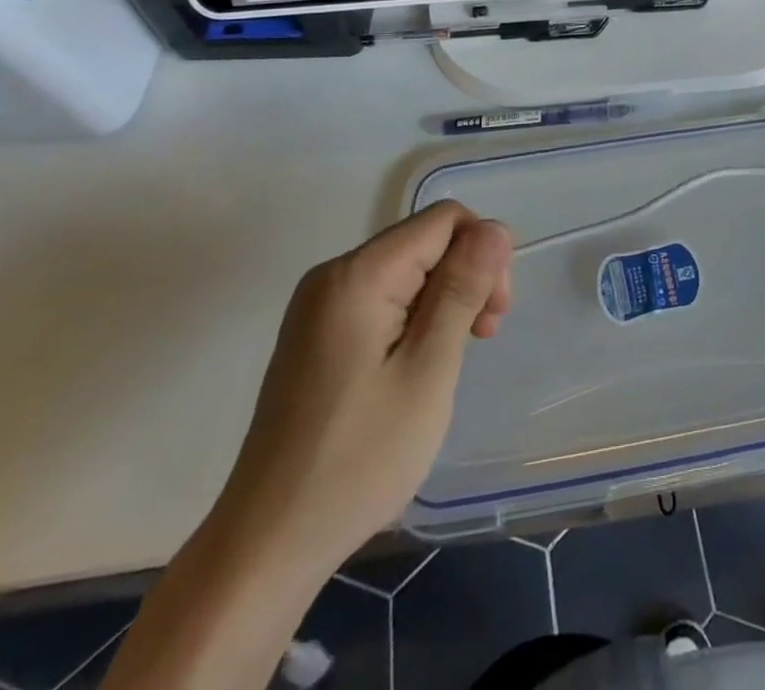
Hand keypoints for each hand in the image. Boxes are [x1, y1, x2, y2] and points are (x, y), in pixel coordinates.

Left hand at [209, 201, 512, 575]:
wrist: (268, 545)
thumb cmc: (359, 458)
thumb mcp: (428, 369)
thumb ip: (462, 289)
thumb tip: (496, 227)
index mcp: (358, 274)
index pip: (446, 219)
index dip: (483, 254)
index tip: (491, 317)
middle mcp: (333, 275)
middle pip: (426, 241)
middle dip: (466, 277)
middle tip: (482, 338)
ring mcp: (319, 305)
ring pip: (408, 270)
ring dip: (444, 301)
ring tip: (450, 359)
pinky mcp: (316, 334)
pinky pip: (383, 298)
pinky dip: (415, 319)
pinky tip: (418, 365)